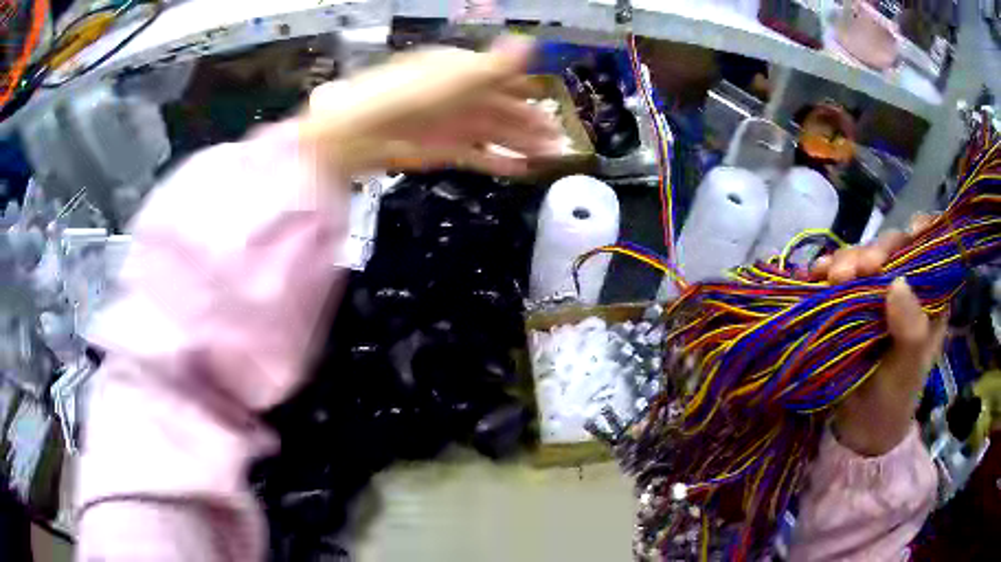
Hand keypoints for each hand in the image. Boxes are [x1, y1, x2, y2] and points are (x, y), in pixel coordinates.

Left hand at [300, 36, 561, 178]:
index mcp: (464, 71)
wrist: (361, 130)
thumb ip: (496, 64)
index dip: (528, 90)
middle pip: (503, 109)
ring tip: (550, 155)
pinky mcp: (445, 151)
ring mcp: (453, 125)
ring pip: (496, 133)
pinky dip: (499, 162)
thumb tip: (529, 42)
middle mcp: (461, 96)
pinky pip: (479, 156)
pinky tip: (522, 170)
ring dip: (523, 143)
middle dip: (531, 122)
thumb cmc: (410, 93)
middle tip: (559, 136)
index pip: (503, 78)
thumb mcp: (457, 74)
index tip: (551, 100)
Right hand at [810, 215, 947, 455]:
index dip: (922, 235)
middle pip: (893, 251)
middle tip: (856, 270)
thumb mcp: (907, 372)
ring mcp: (875, 294)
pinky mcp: (849, 302)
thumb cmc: (893, 402)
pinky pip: (840, 276)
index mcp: (929, 300)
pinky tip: (817, 274)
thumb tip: (897, 282)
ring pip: (864, 259)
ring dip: (847, 261)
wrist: (860, 429)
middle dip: (874, 253)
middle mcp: (905, 288)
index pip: (931, 253)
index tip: (909, 234)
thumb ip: (911, 333)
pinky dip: (827, 271)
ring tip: (831, 277)